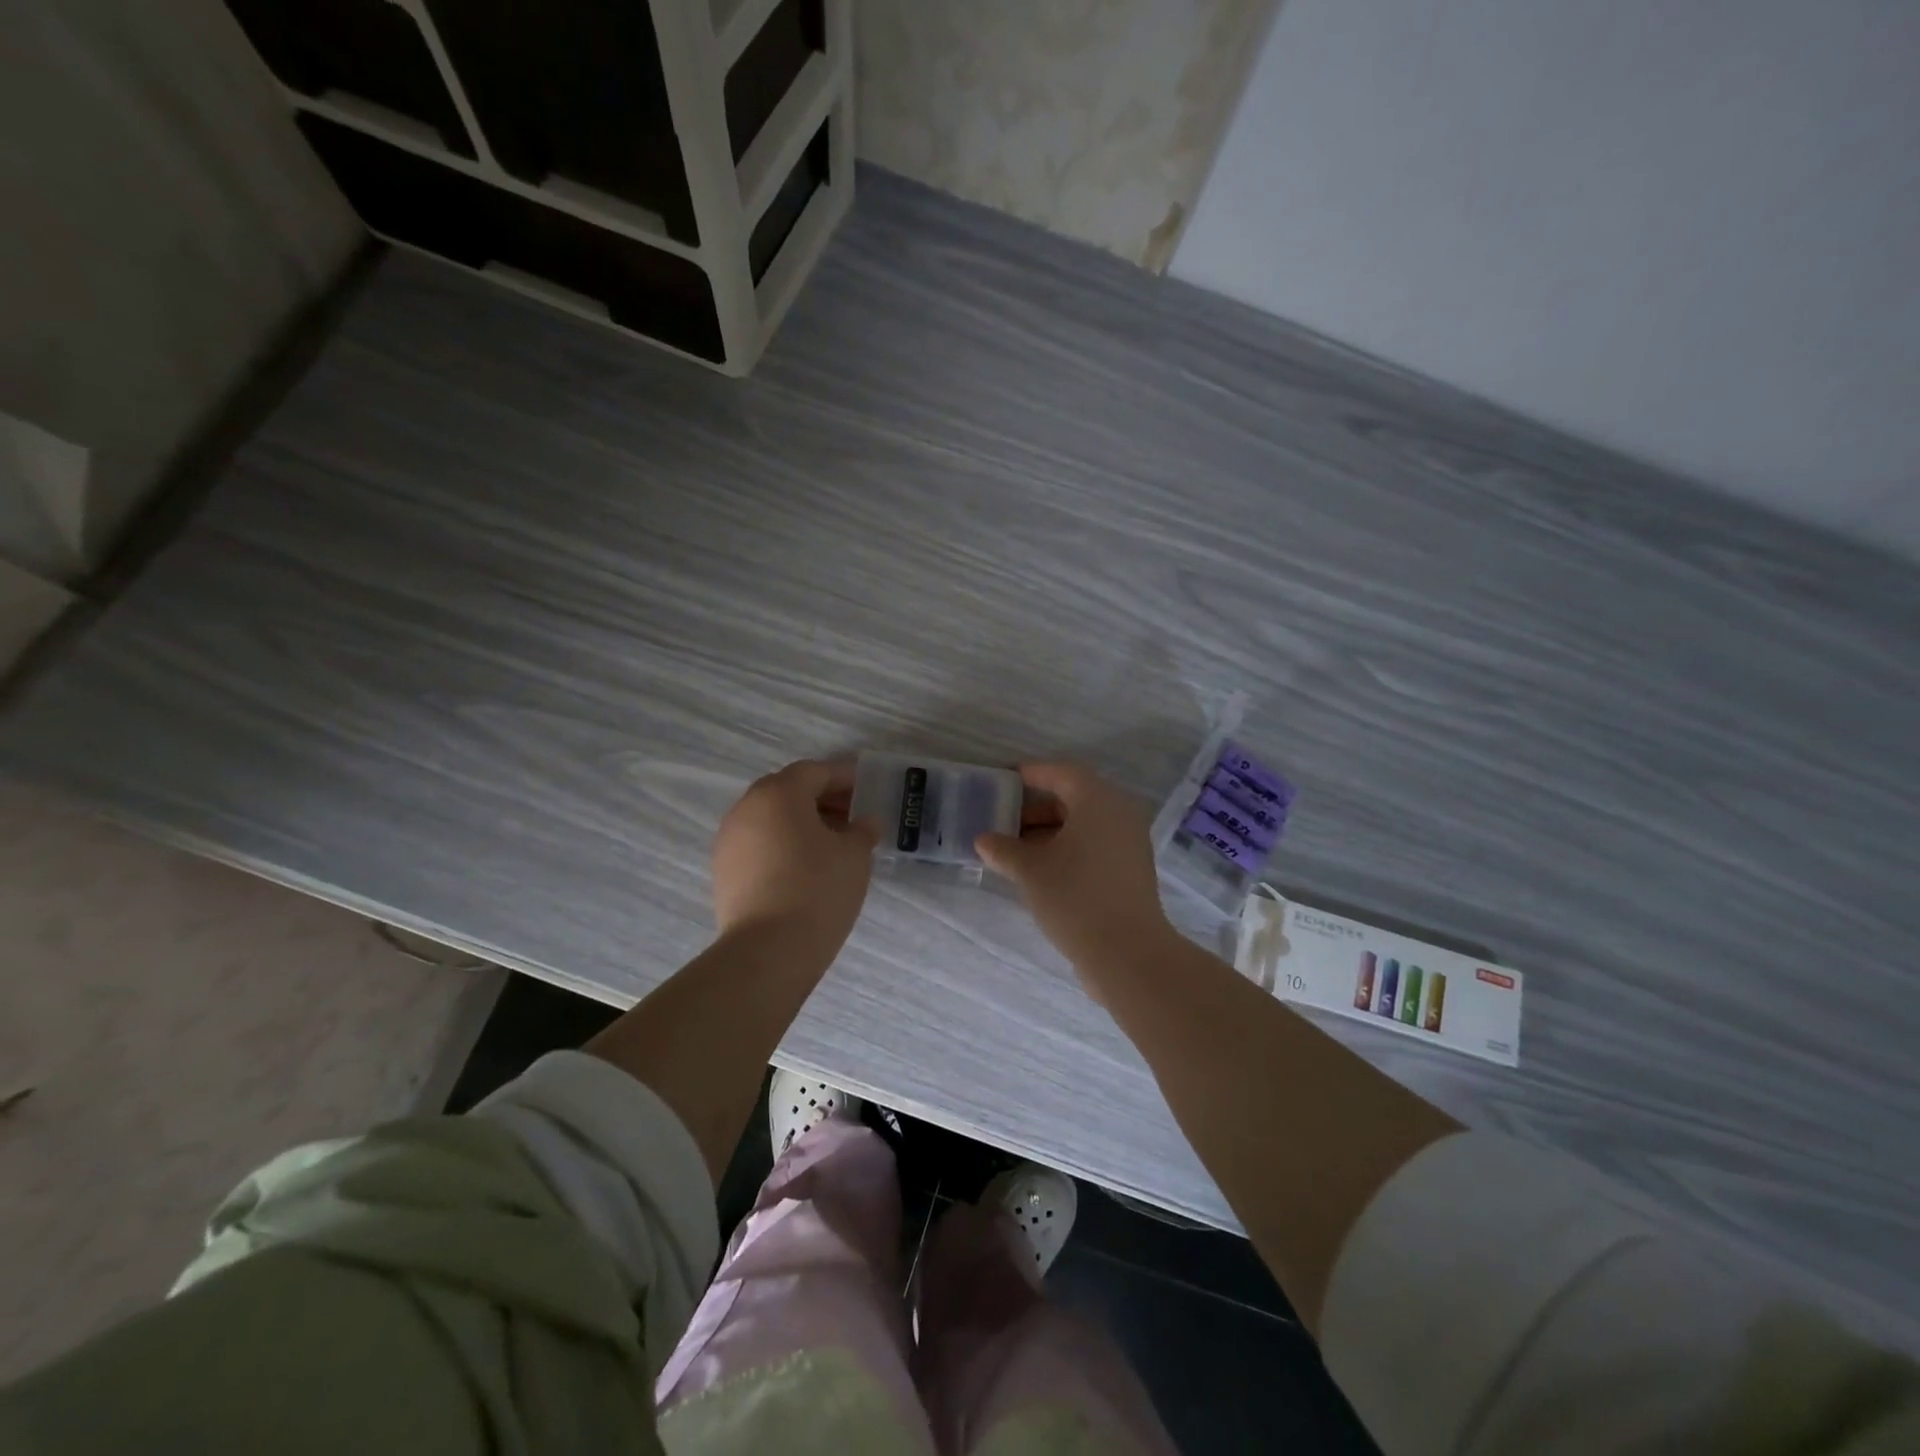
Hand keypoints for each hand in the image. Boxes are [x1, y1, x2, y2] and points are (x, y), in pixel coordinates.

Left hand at [712, 760, 877, 957]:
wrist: (769, 951)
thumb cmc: (818, 889)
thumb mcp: (855, 855)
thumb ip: (862, 830)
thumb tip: (865, 823)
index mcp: (779, 794)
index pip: (815, 771)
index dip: (845, 777)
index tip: (867, 787)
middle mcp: (747, 808)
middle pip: (789, 790)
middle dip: (822, 798)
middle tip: (853, 814)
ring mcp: (729, 840)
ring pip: (771, 818)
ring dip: (801, 821)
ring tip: (833, 843)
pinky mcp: (723, 871)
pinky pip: (759, 843)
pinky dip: (783, 844)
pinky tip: (806, 866)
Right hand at [975, 762, 1177, 993]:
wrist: (1127, 953)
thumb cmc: (1075, 898)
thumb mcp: (1030, 871)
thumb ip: (1003, 849)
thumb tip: (983, 840)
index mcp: (1098, 801)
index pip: (1061, 773)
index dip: (1031, 774)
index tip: (1004, 780)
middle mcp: (1119, 814)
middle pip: (1074, 797)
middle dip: (1036, 808)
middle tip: (1004, 822)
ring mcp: (1130, 843)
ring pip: (1084, 824)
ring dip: (1050, 831)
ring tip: (1016, 851)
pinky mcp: (1131, 869)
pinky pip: (1096, 844)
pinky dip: (1068, 848)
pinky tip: (1042, 870)